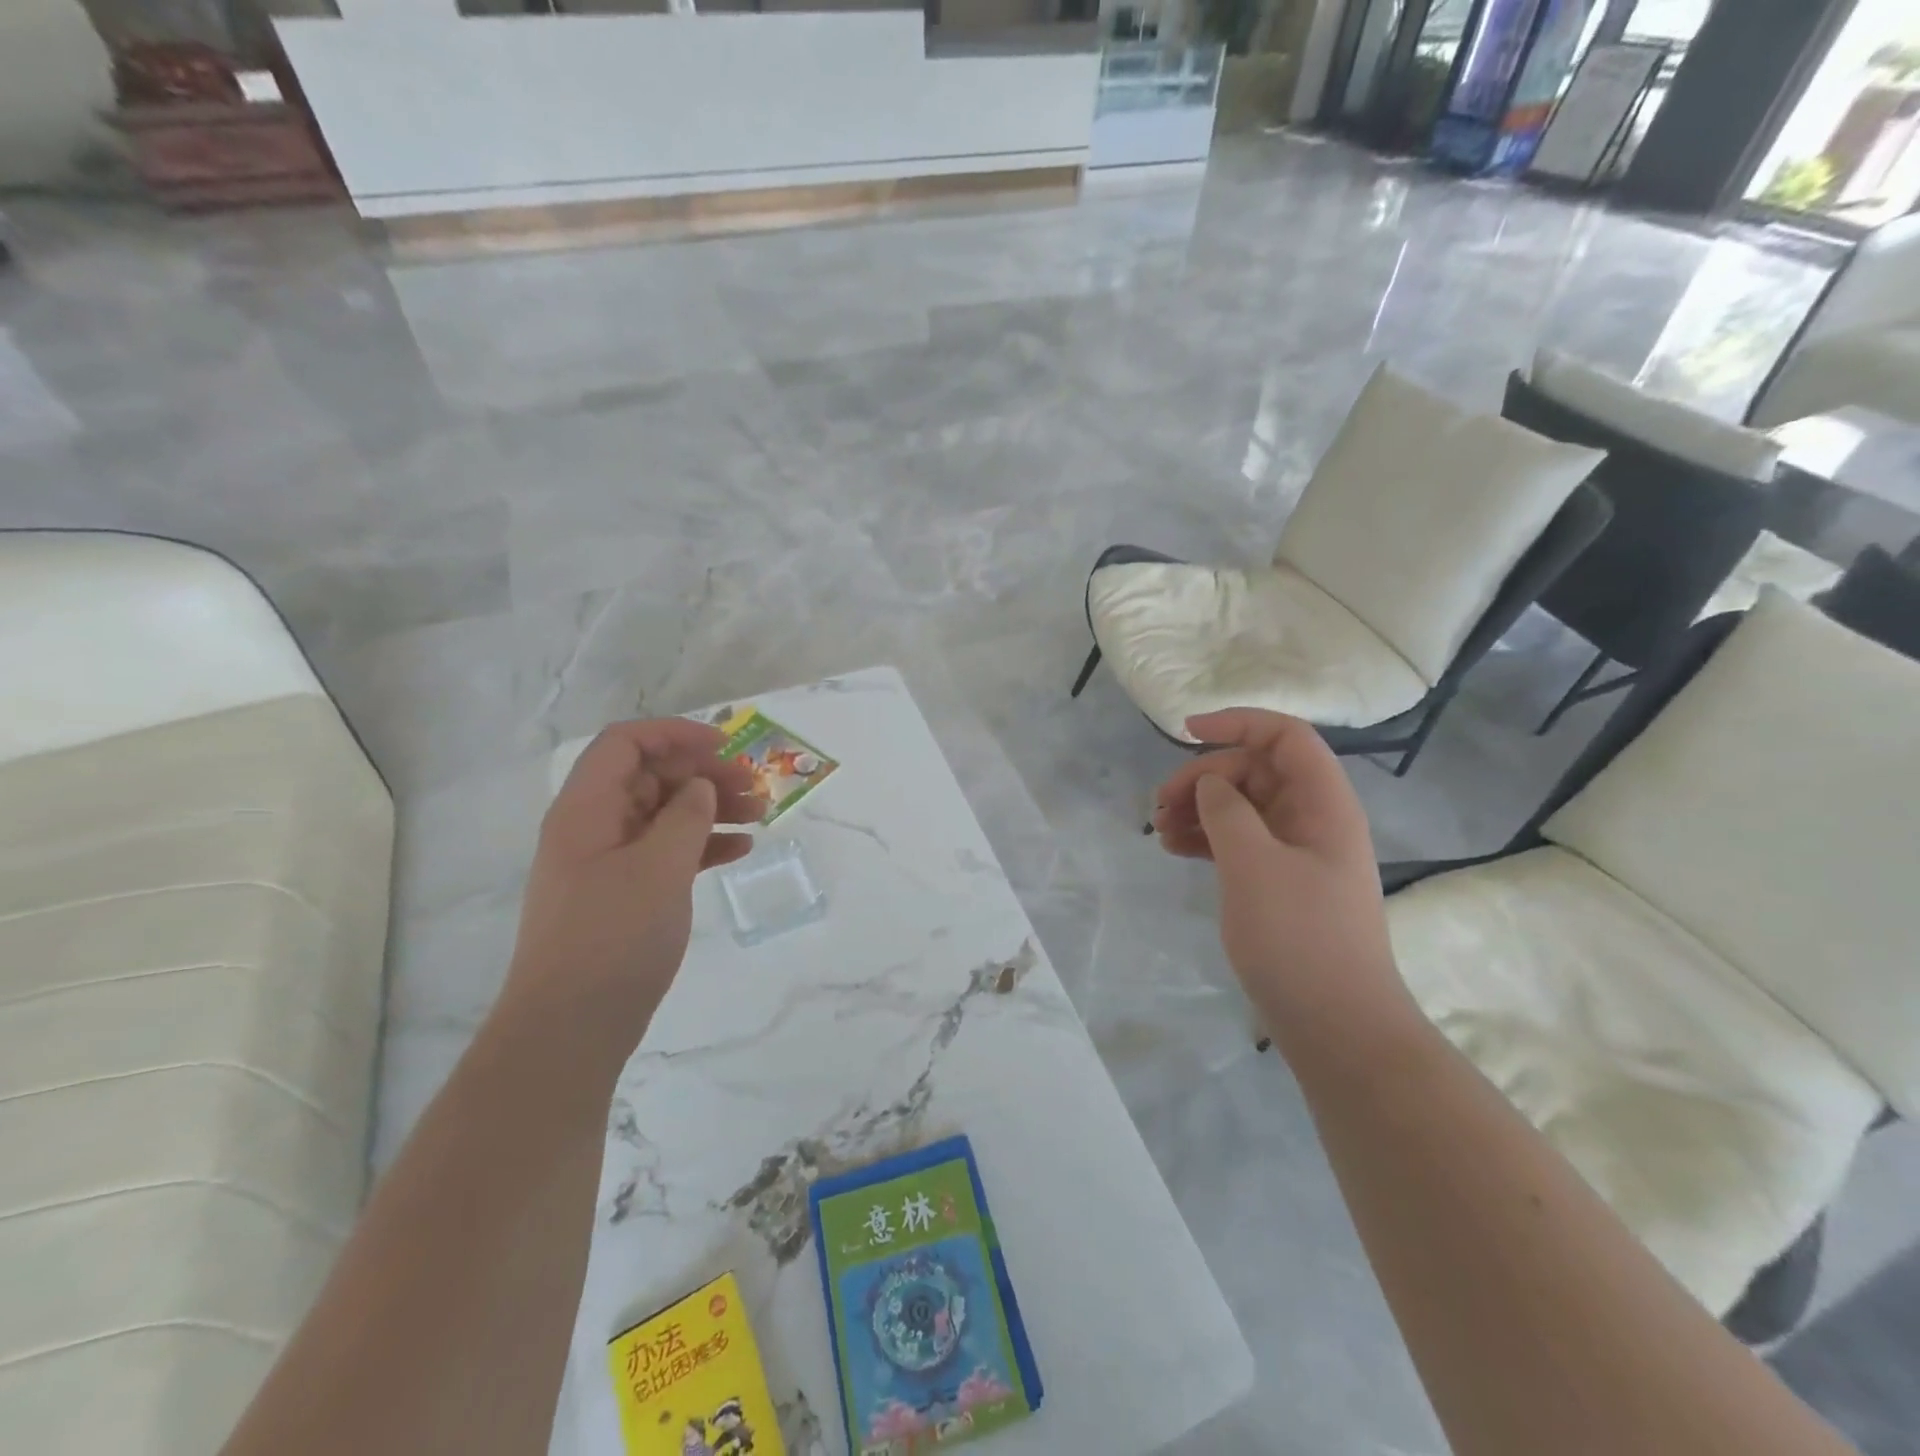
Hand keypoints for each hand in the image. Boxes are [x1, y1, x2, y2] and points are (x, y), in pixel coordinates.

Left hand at [496, 719, 759, 1054]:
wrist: (571, 1027)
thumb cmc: (613, 937)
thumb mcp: (659, 868)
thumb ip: (686, 816)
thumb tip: (701, 787)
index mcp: (587, 809)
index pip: (626, 744)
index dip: (675, 734)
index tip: (726, 745)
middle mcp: (593, 827)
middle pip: (651, 777)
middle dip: (704, 774)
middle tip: (755, 787)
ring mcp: (608, 862)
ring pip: (664, 814)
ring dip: (711, 808)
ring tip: (761, 815)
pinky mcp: (624, 893)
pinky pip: (667, 852)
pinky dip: (703, 845)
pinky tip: (740, 850)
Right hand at [1152, 709, 1407, 1035]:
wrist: (1335, 1025)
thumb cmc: (1298, 937)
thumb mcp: (1253, 864)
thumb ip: (1227, 810)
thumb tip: (1210, 784)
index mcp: (1323, 804)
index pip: (1285, 737)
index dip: (1238, 723)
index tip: (1186, 732)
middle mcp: (1313, 820)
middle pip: (1255, 771)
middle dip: (1204, 777)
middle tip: (1161, 804)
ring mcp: (1296, 854)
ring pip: (1242, 807)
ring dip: (1199, 808)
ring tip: (1159, 829)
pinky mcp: (1279, 883)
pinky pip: (1238, 842)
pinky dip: (1206, 838)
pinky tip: (1174, 848)